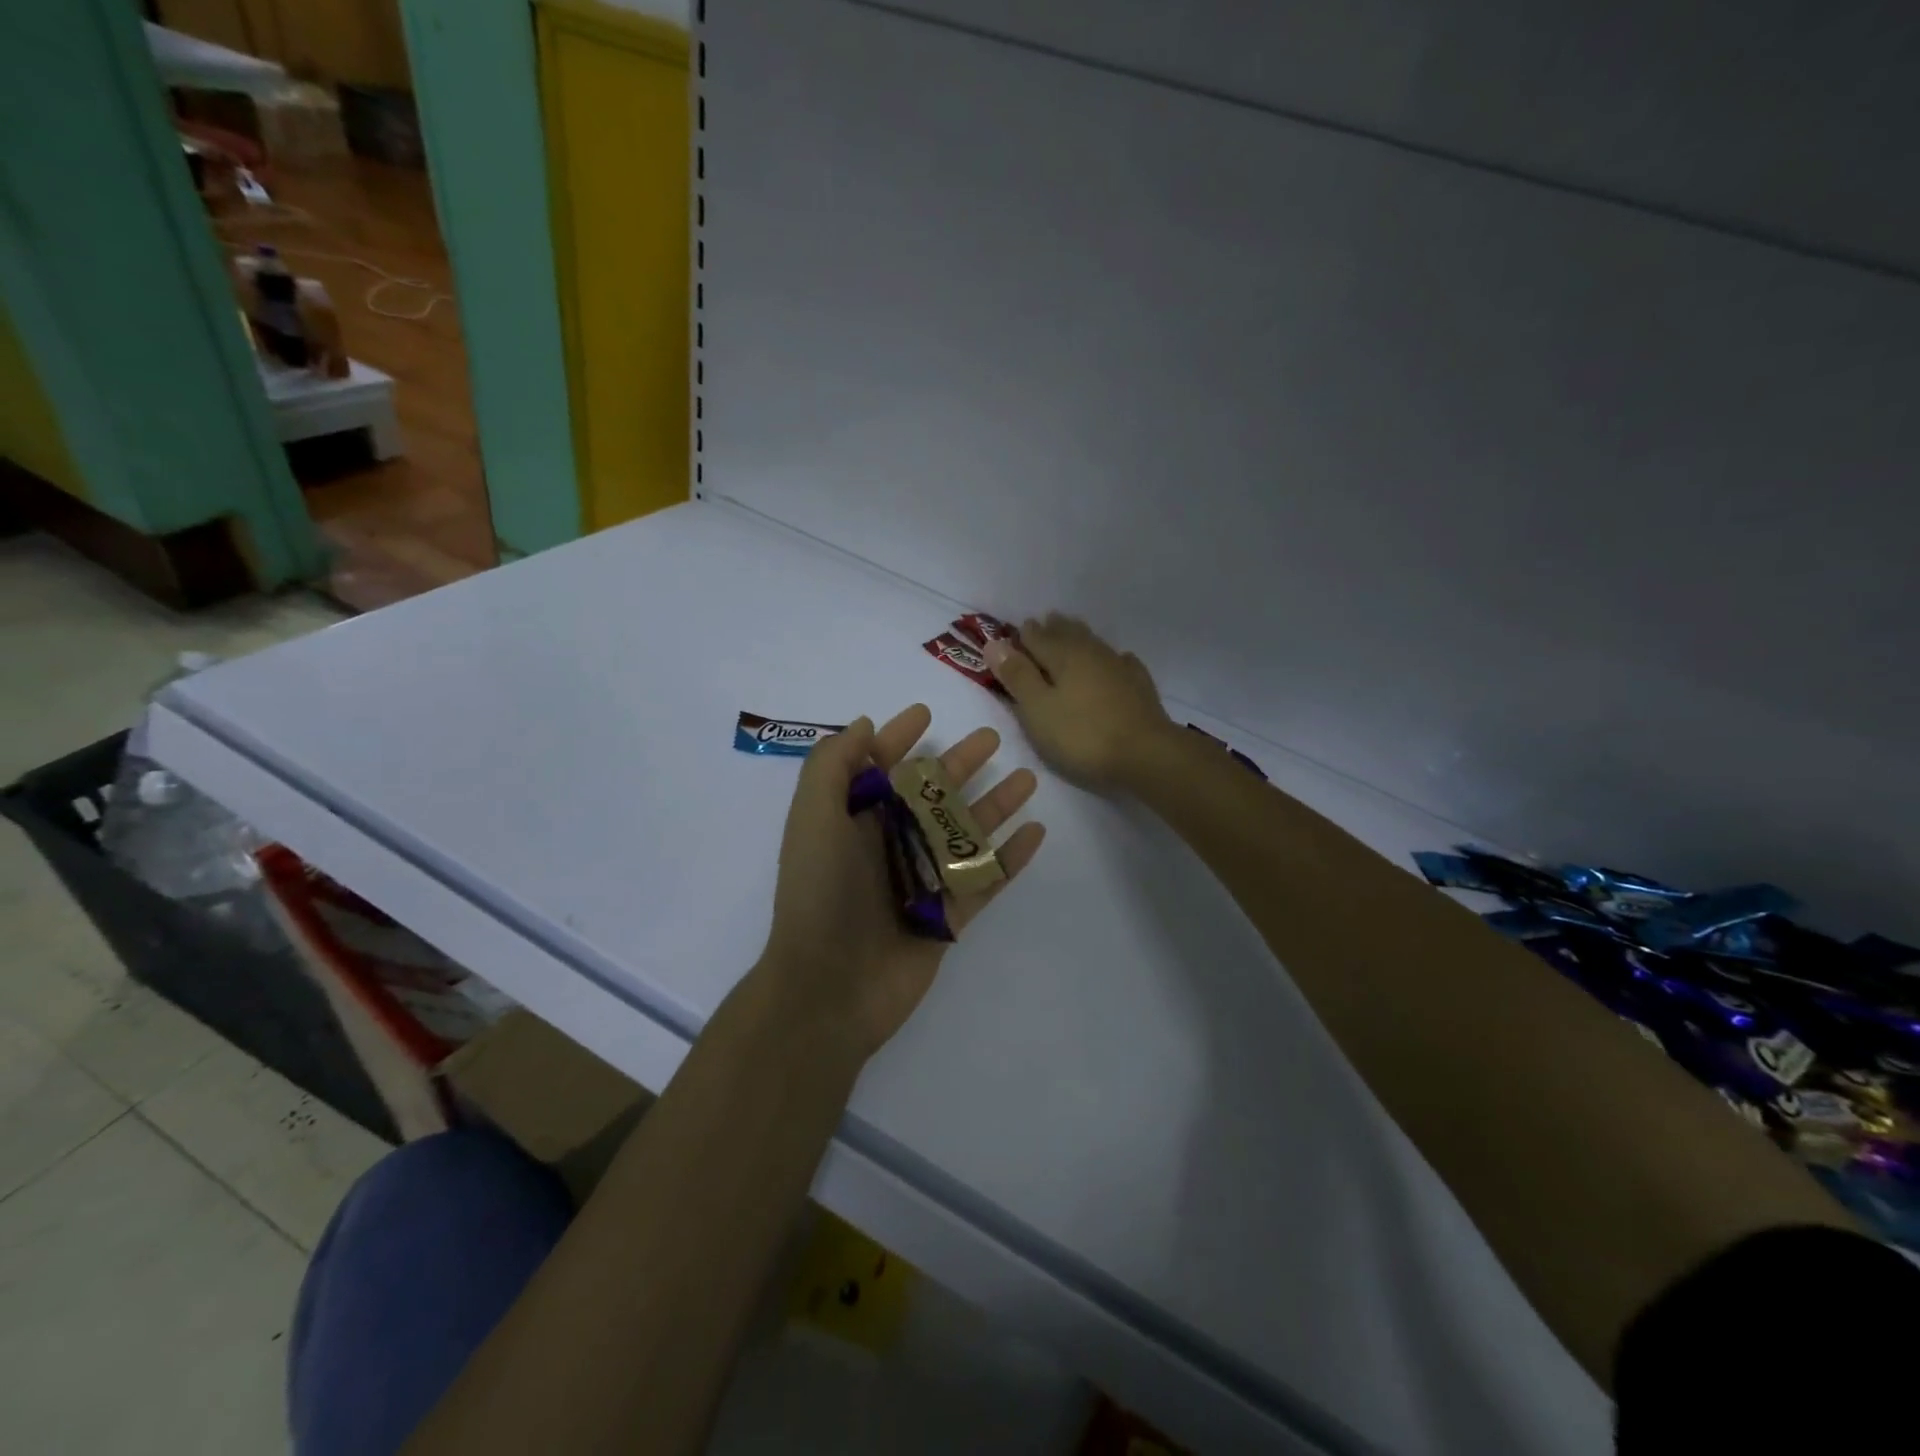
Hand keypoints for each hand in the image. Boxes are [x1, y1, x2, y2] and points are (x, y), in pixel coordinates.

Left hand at [756, 705, 1046, 1062]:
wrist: (830, 988)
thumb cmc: (820, 893)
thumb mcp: (813, 816)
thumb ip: (832, 764)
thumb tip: (865, 725)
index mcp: (854, 819)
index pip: (880, 767)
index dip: (898, 738)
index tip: (925, 713)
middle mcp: (889, 844)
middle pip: (931, 794)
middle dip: (959, 764)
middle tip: (993, 738)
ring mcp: (922, 880)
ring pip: (965, 831)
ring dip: (995, 804)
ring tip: (1027, 778)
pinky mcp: (948, 916)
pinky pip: (986, 878)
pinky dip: (1010, 856)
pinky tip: (1036, 832)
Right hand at [983, 615, 1175, 790]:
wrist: (1145, 753)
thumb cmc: (1082, 734)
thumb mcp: (1038, 709)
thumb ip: (1017, 676)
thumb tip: (993, 642)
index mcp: (1063, 656)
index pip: (1037, 637)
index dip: (1024, 635)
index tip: (1017, 630)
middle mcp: (1091, 653)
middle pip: (1068, 634)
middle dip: (1053, 628)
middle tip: (1045, 621)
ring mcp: (1119, 667)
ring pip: (1093, 644)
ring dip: (1079, 637)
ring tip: (1072, 632)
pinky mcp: (1139, 686)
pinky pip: (1121, 662)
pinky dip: (1111, 658)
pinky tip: (1116, 660)